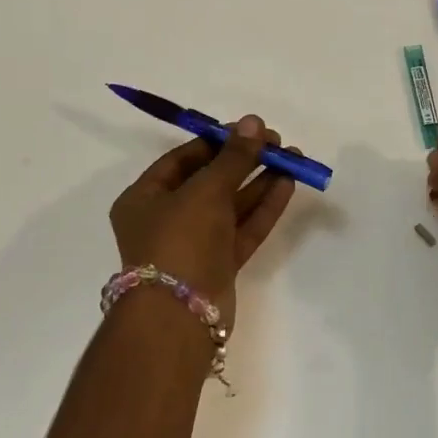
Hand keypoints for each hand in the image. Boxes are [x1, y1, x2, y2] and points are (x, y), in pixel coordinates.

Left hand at [109, 116, 297, 321]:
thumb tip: (254, 121)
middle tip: (278, 144)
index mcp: (145, 198)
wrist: (180, 315)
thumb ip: (234, 157)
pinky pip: (242, 229)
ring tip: (293, 160)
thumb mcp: (205, 191)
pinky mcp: (219, 265)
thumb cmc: (180, 241)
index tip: (250, 130)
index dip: (217, 142)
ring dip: (259, 182)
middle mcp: (166, 219)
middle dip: (244, 161)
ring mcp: (194, 244)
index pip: (182, 160)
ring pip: (230, 206)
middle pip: (210, 182)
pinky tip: (288, 185)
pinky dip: (263, 208)